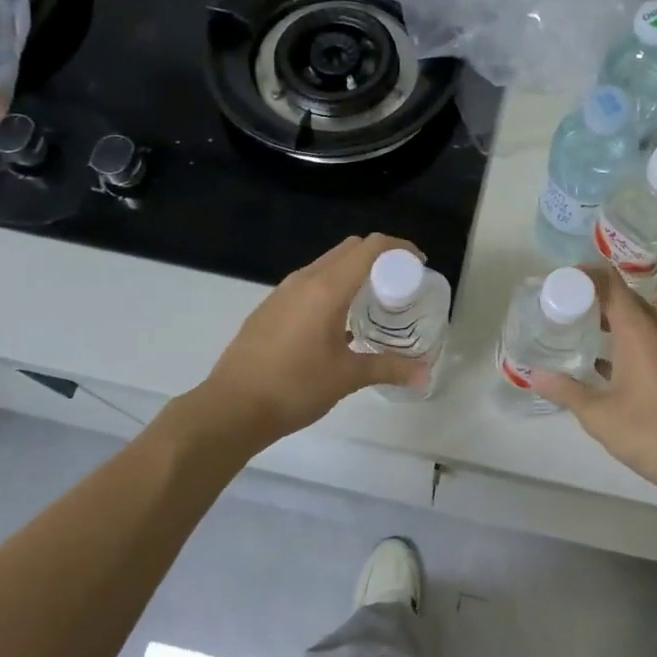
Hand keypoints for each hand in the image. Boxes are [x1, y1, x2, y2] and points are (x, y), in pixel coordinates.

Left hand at [193, 233, 429, 445]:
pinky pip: (310, 282)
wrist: (231, 408)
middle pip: (350, 249)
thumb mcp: (347, 377)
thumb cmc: (294, 388)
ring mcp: (283, 291)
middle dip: (379, 257)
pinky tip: (340, 322)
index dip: (399, 248)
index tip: (419, 265)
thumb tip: (426, 375)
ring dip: (354, 272)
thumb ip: (389, 368)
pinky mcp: (271, 307)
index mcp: (326, 289)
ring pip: (328, 264)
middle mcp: (305, 280)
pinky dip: (333, 286)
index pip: (370, 248)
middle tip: (400, 284)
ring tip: (374, 302)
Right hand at [528, 265, 656, 515]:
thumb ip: (566, 390)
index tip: (560, 284)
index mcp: (640, 330)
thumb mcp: (599, 416)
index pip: (610, 283)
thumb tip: (535, 375)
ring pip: (642, 319)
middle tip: (564, 311)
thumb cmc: (653, 434)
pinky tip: (612, 365)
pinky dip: (632, 339)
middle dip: (595, 299)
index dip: (585, 276)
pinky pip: (655, 338)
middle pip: (625, 298)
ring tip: (583, 335)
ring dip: (614, 321)